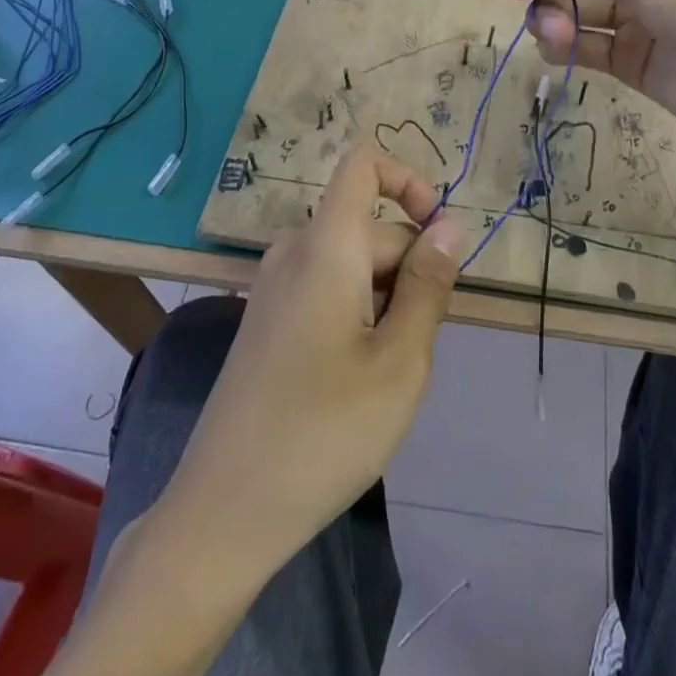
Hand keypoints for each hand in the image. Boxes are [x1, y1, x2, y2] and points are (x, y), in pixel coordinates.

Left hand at [160, 147, 463, 572]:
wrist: (224, 511)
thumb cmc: (324, 432)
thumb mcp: (400, 360)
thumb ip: (428, 284)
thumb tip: (450, 225)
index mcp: (325, 246)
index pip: (362, 165)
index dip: (409, 180)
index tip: (439, 238)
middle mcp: (294, 253)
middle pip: (369, 228)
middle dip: (409, 271)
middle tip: (415, 350)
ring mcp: (274, 288)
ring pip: (353, 265)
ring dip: (386, 301)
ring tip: (386, 374)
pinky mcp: (267, 321)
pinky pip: (327, 291)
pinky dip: (358, 316)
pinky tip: (355, 381)